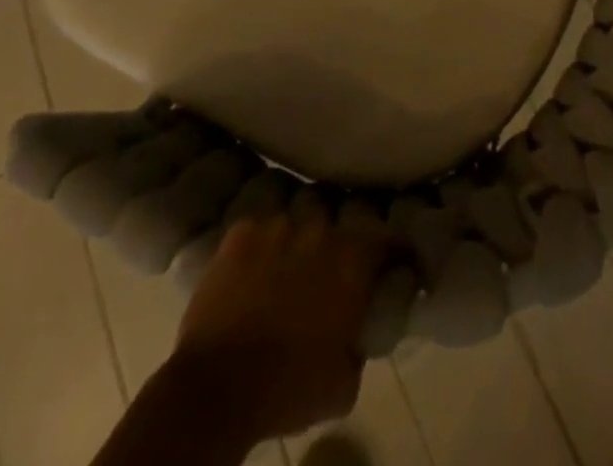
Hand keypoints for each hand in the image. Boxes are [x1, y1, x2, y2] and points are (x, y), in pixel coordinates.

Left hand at [169, 206, 386, 440]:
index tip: (396, 265)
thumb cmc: (288, 389)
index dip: (396, 253)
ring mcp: (278, 224)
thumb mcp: (344, 383)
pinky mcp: (241, 231)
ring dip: (298, 246)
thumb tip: (359, 327)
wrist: (215, 388)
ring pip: (298, 225)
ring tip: (285, 275)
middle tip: (330, 277)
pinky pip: (260, 232)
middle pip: (339, 227)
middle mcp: (320, 228)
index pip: (389, 241)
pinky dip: (261, 249)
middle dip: (339, 249)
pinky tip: (252, 275)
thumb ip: (360, 341)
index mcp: (352, 260)